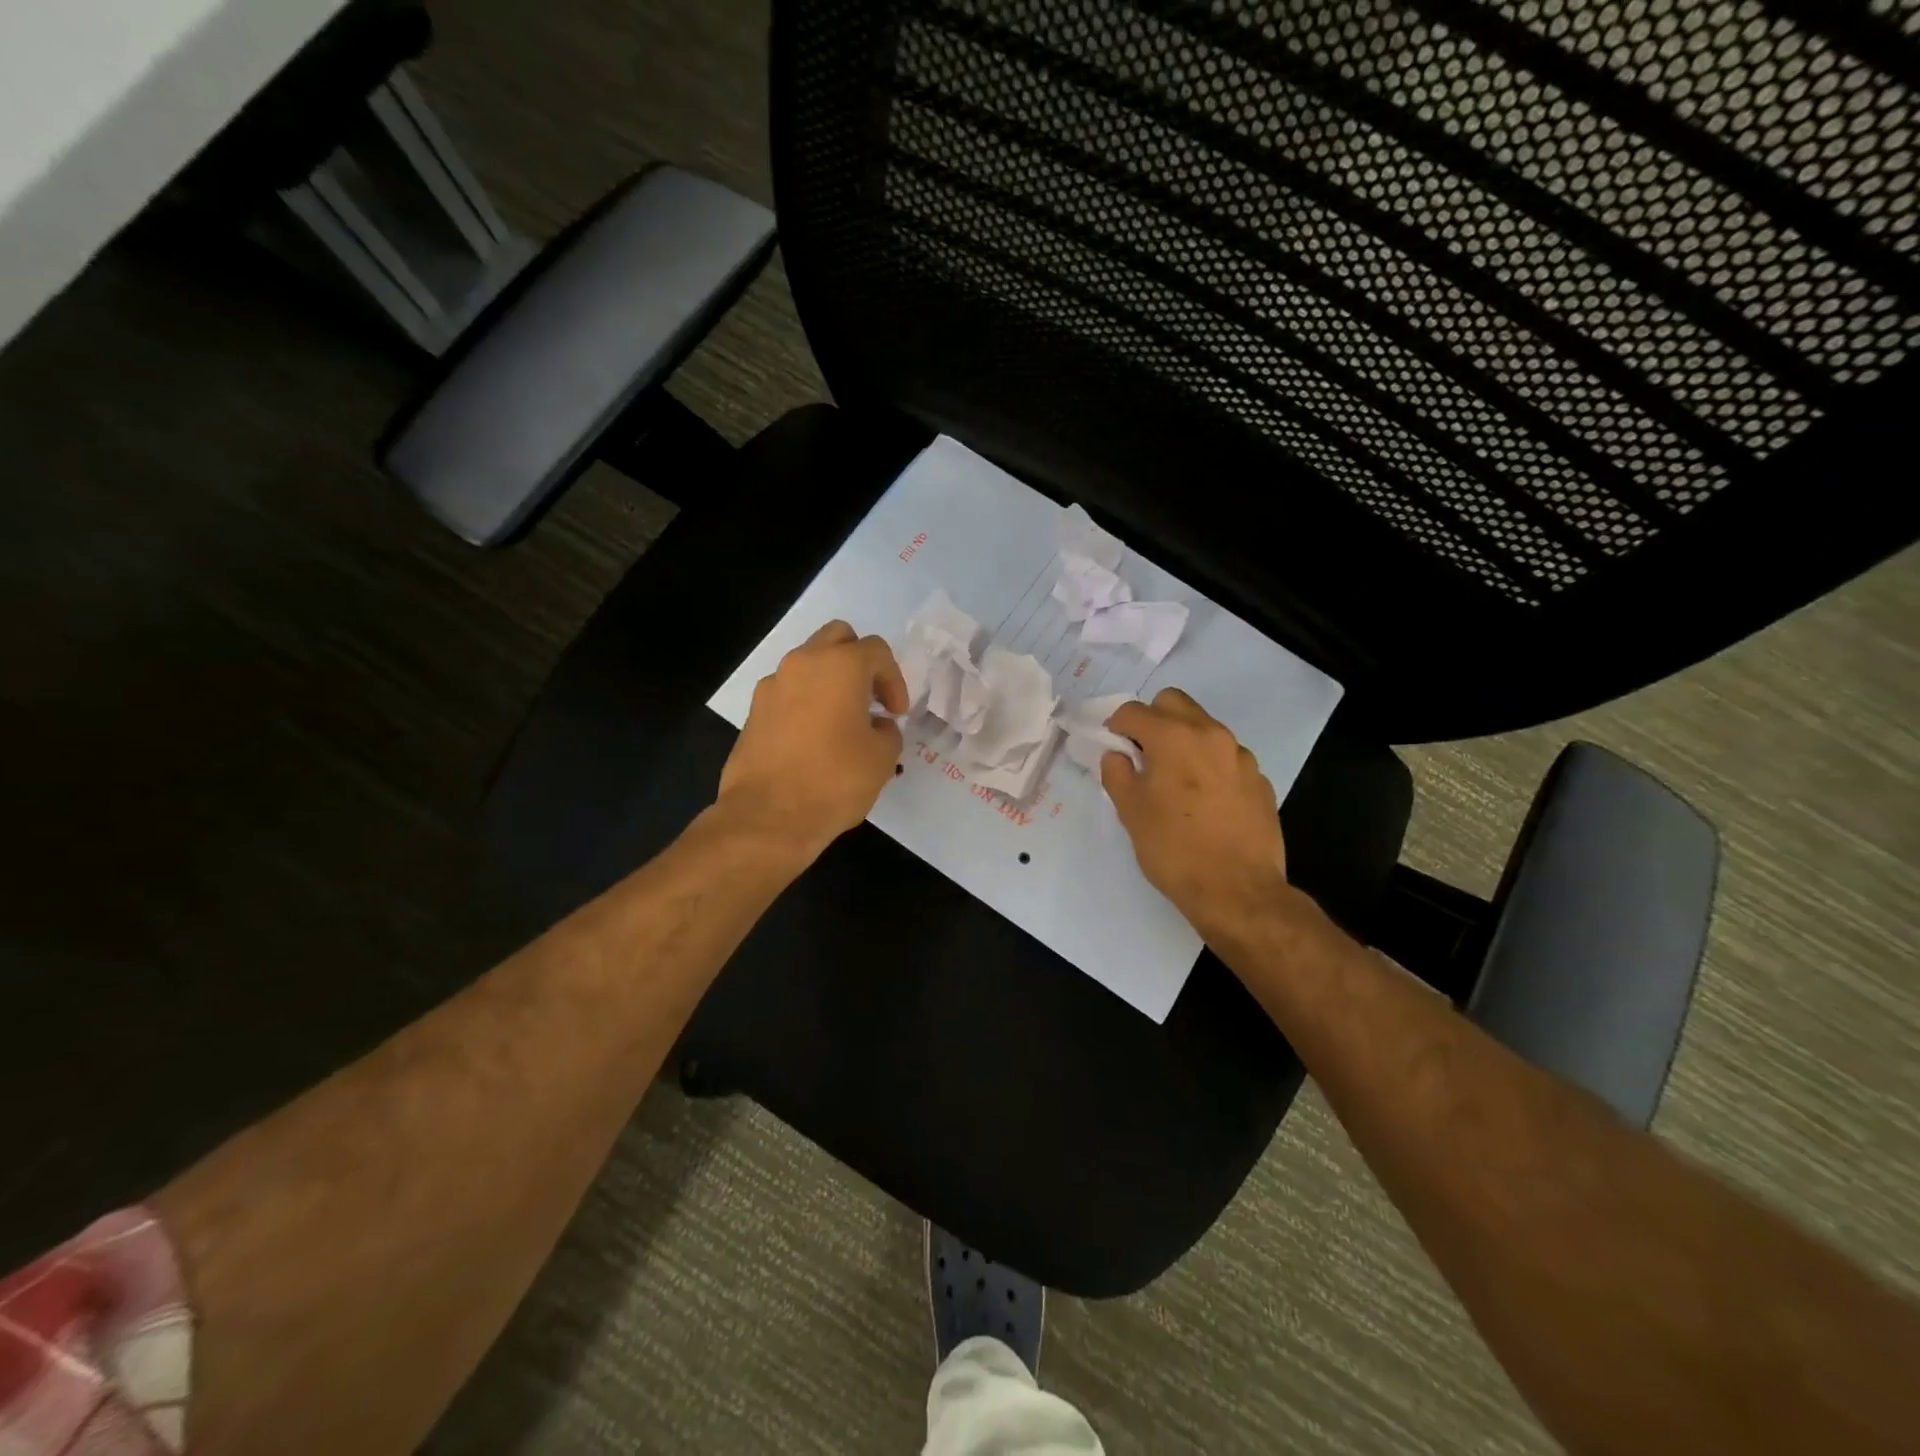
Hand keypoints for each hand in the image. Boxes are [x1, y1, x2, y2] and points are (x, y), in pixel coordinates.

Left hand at [716, 620, 907, 857]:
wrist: (768, 815)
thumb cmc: (835, 780)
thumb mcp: (883, 758)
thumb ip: (888, 731)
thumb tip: (877, 725)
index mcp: (840, 666)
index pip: (876, 651)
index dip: (894, 680)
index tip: (896, 714)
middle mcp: (803, 663)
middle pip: (838, 638)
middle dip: (859, 662)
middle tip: (871, 699)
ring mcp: (773, 685)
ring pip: (809, 663)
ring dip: (830, 681)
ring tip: (843, 721)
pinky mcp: (754, 711)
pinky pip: (789, 692)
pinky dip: (806, 702)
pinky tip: (815, 739)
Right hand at [1101, 689, 1289, 938]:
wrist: (1238, 890)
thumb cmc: (1174, 849)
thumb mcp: (1130, 812)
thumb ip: (1117, 773)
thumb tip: (1118, 756)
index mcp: (1173, 737)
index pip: (1134, 711)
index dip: (1116, 726)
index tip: (1112, 747)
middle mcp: (1210, 734)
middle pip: (1174, 703)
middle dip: (1153, 719)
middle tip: (1142, 754)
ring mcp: (1240, 756)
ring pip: (1204, 727)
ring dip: (1183, 740)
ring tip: (1175, 781)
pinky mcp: (1259, 779)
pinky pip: (1226, 757)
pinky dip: (1209, 765)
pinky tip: (1204, 801)